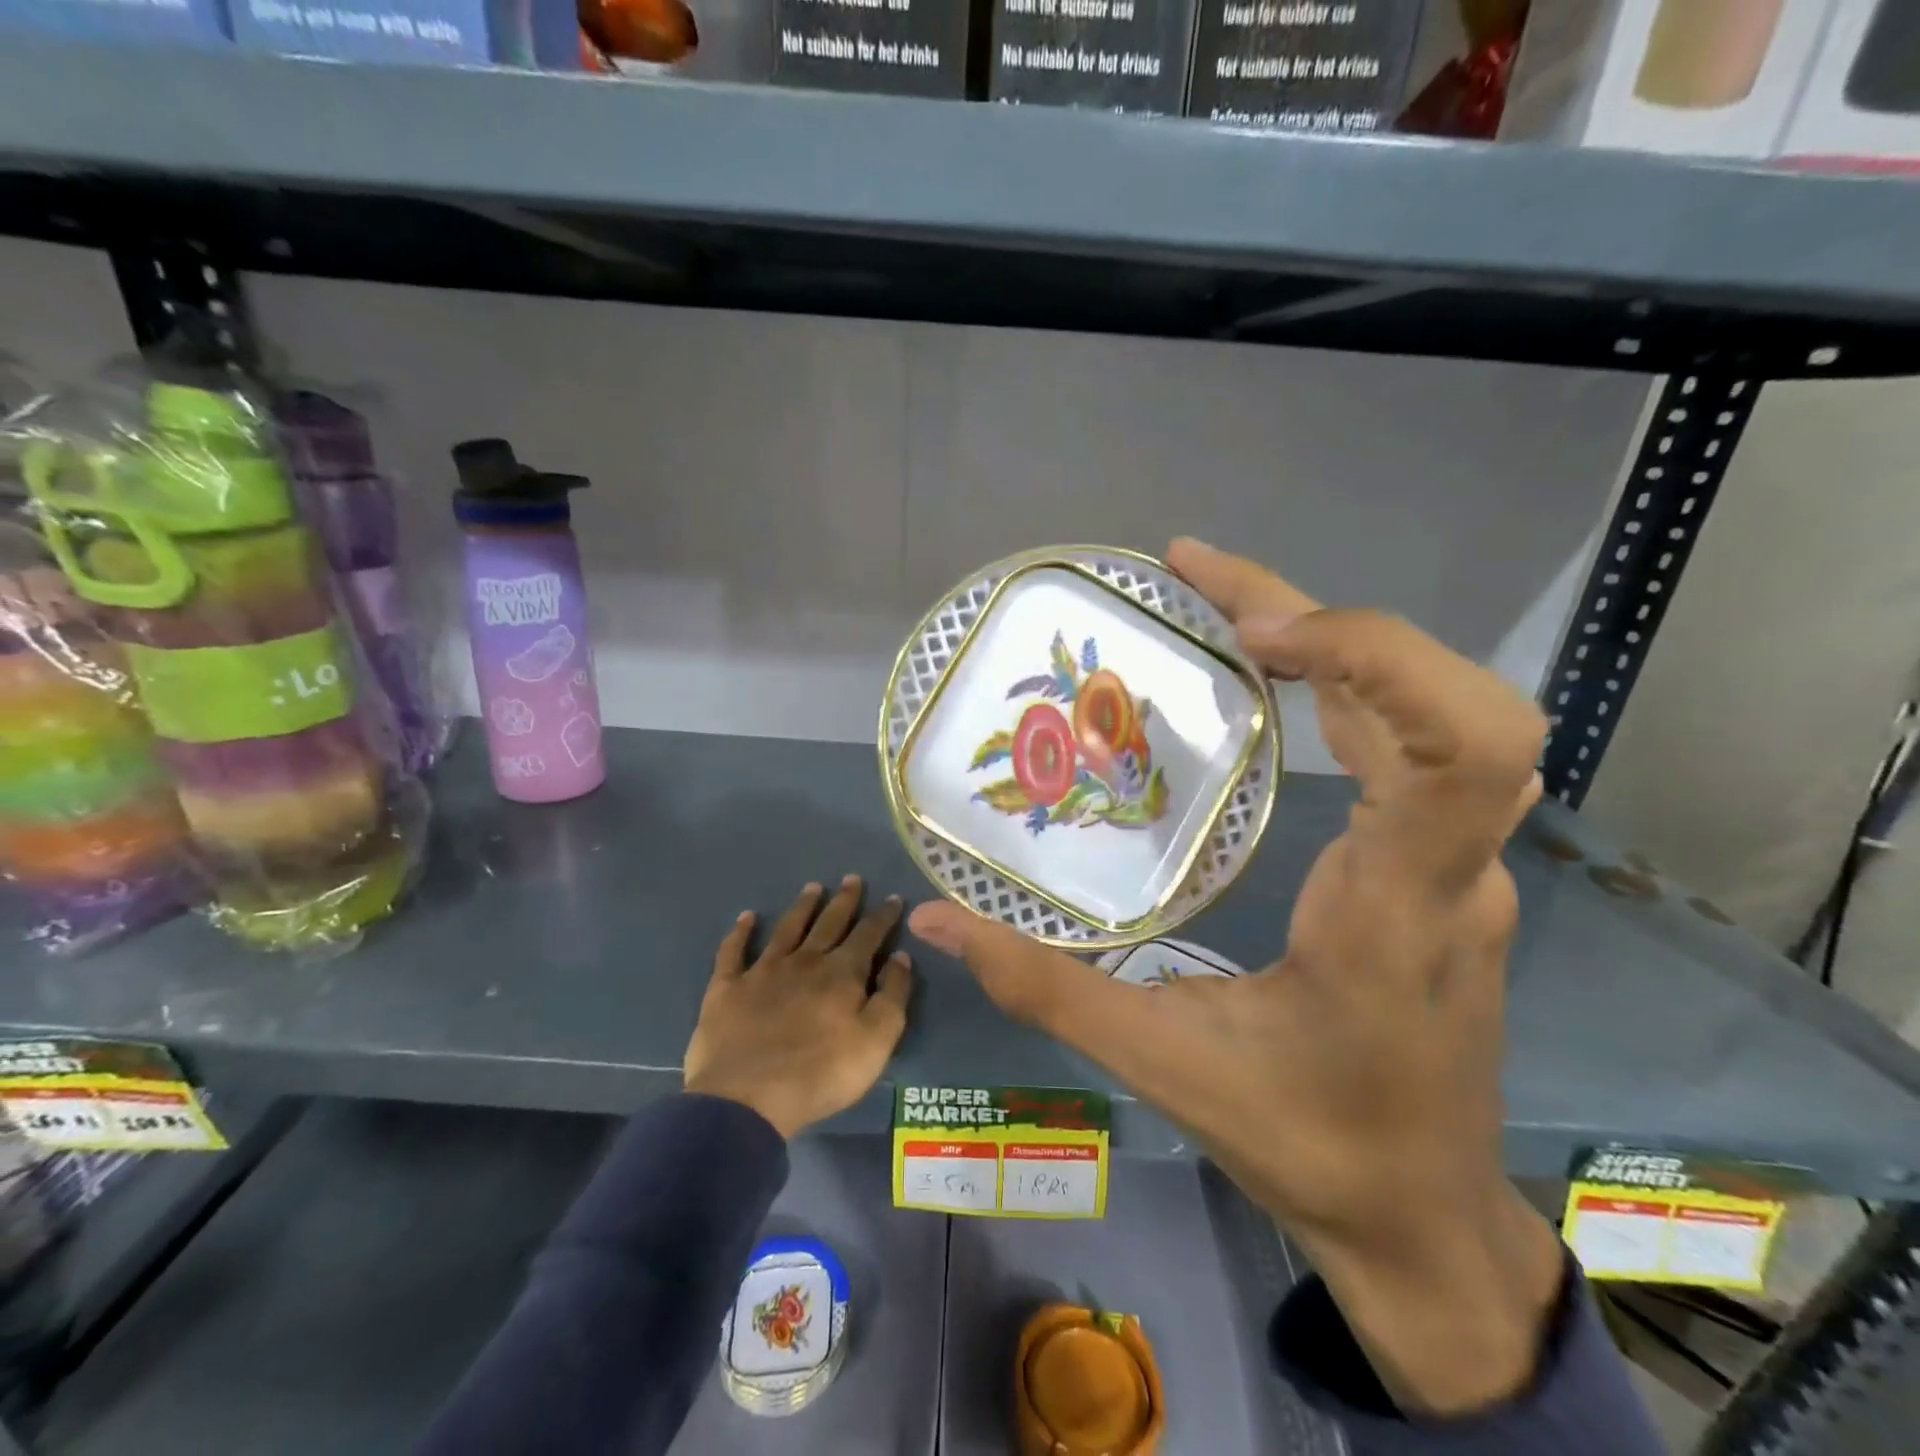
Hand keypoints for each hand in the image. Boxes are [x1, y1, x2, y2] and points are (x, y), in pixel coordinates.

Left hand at [685, 876, 912, 1139]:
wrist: (747, 1098)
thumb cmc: (821, 1073)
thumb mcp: (876, 1040)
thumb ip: (892, 995)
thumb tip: (900, 957)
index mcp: (842, 973)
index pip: (868, 935)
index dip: (883, 916)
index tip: (893, 898)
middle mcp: (804, 961)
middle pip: (828, 923)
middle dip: (844, 901)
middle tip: (852, 878)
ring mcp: (763, 971)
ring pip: (787, 929)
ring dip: (802, 906)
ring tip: (812, 887)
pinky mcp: (727, 987)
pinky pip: (733, 952)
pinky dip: (740, 932)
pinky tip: (746, 917)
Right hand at [909, 538, 1562, 1415]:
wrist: (1420, 1219)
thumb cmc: (1308, 1145)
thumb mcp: (1164, 1068)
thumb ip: (1046, 990)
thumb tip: (938, 918)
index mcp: (1397, 910)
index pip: (1461, 746)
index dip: (1372, 654)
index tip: (1252, 631)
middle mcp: (1450, 870)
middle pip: (1451, 700)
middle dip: (1329, 616)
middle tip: (1199, 578)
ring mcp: (1458, 866)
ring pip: (1434, 713)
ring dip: (1336, 640)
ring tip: (1220, 606)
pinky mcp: (1440, 869)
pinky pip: (1413, 746)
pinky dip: (1346, 685)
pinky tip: (1271, 678)